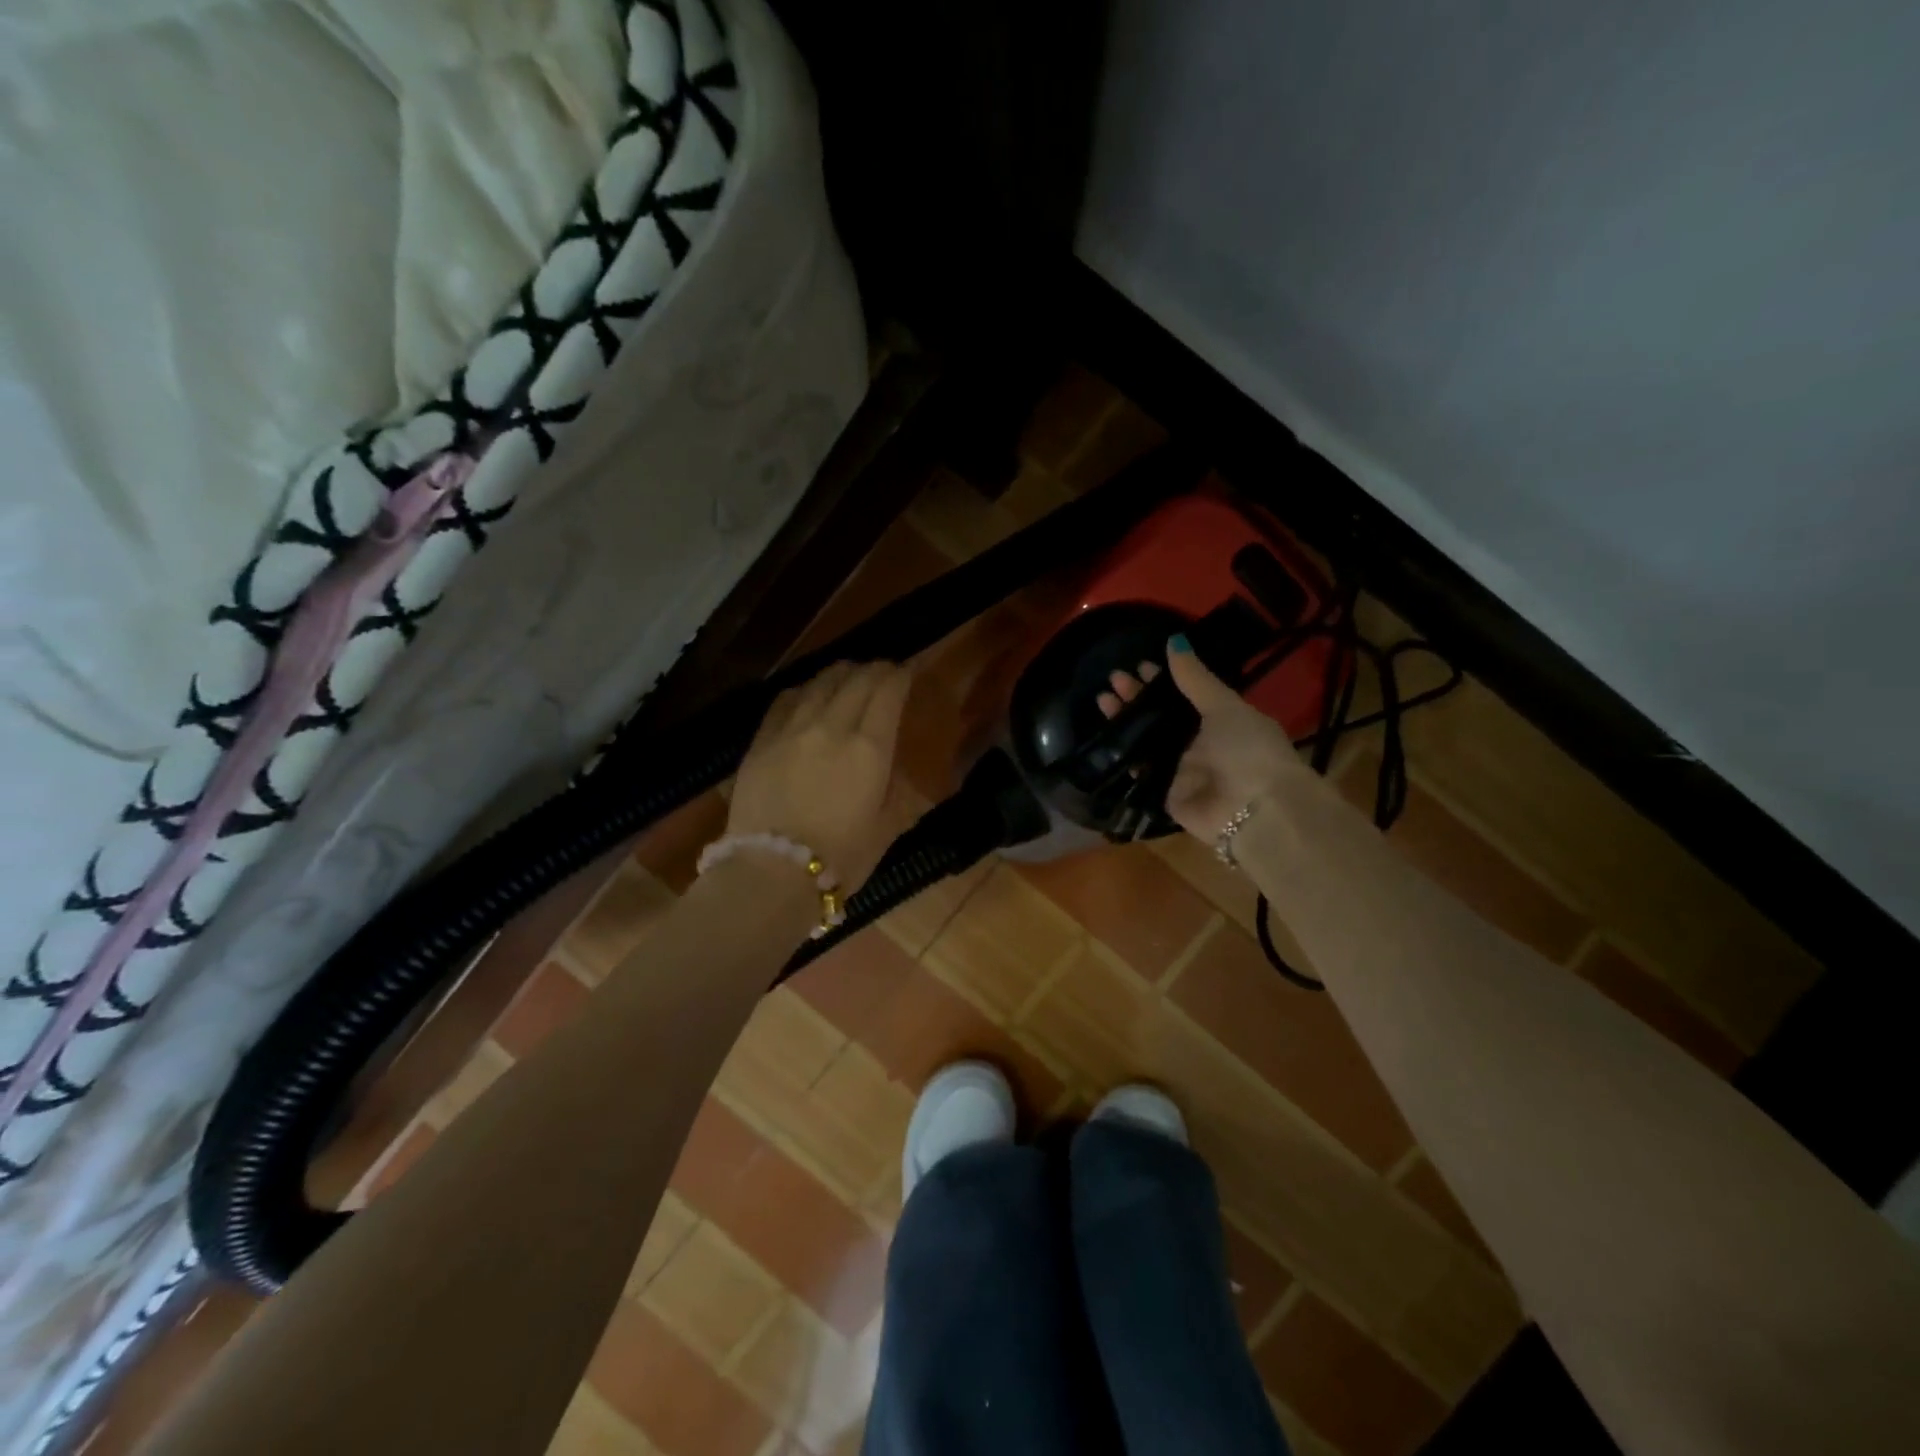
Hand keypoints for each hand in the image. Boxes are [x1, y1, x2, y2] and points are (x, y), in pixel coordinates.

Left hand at [728, 660, 913, 888]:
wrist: (771, 873)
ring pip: (820, 682)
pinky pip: (785, 700)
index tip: (907, 672)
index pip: (888, 692)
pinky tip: (807, 694)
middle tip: (882, 672)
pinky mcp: (761, 741)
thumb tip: (893, 770)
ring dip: (840, 674)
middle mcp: (832, 726)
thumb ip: (895, 791)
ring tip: (848, 676)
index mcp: (869, 747)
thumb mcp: (886, 828)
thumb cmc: (841, 858)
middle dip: (874, 670)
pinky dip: (804, 690)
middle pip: (856, 679)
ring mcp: (792, 730)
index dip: (900, 675)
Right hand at [1097, 636, 1306, 840]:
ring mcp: (1180, 769)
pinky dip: (1124, 753)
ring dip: (1126, 720)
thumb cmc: (1248, 749)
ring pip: (1147, 739)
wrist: (1255, 809)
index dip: (1163, 679)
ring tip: (1103, 699)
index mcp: (1221, 719)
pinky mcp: (1164, 793)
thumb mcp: (1224, 707)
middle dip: (1138, 697)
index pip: (1185, 694)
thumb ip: (1195, 678)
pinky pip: (1140, 769)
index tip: (1139, 664)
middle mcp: (1199, 743)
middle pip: (1161, 716)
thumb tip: (1174, 640)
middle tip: (1113, 679)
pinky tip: (1106, 735)